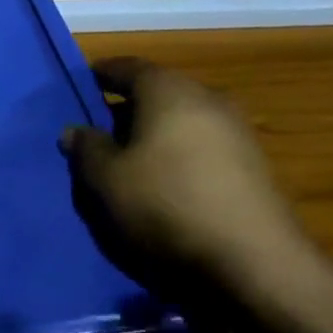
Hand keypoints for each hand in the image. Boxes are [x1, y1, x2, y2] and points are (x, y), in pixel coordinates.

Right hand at [64, 59, 311, 298]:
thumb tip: (75, 130)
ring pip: (182, 123)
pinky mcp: (255, 169)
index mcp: (168, 89)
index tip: (81, 88)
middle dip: (126, 110)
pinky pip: (203, 150)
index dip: (100, 76)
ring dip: (154, 138)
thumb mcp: (107, 179)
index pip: (126, 67)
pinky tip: (166, 189)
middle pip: (157, 94)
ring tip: (129, 166)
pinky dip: (180, 159)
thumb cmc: (167, 205)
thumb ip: (86, 148)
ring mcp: (237, 133)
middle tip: (98, 134)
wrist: (257, 266)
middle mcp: (207, 98)